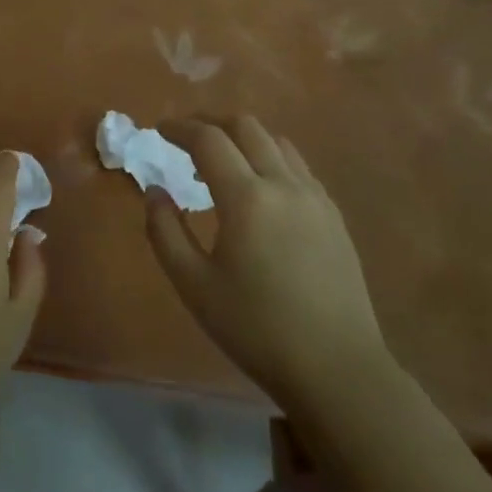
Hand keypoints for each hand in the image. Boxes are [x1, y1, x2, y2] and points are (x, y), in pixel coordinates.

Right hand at [145, 116, 387, 404]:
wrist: (336, 368)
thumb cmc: (255, 328)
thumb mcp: (193, 285)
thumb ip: (164, 230)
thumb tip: (154, 190)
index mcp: (246, 198)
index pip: (208, 140)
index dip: (179, 127)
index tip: (159, 129)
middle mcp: (283, 184)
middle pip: (245, 126)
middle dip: (211, 123)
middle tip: (186, 139)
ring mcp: (315, 197)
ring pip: (276, 141)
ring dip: (243, 138)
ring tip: (221, 162)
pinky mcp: (333, 215)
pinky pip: (297, 166)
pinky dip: (270, 158)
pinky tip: (259, 189)